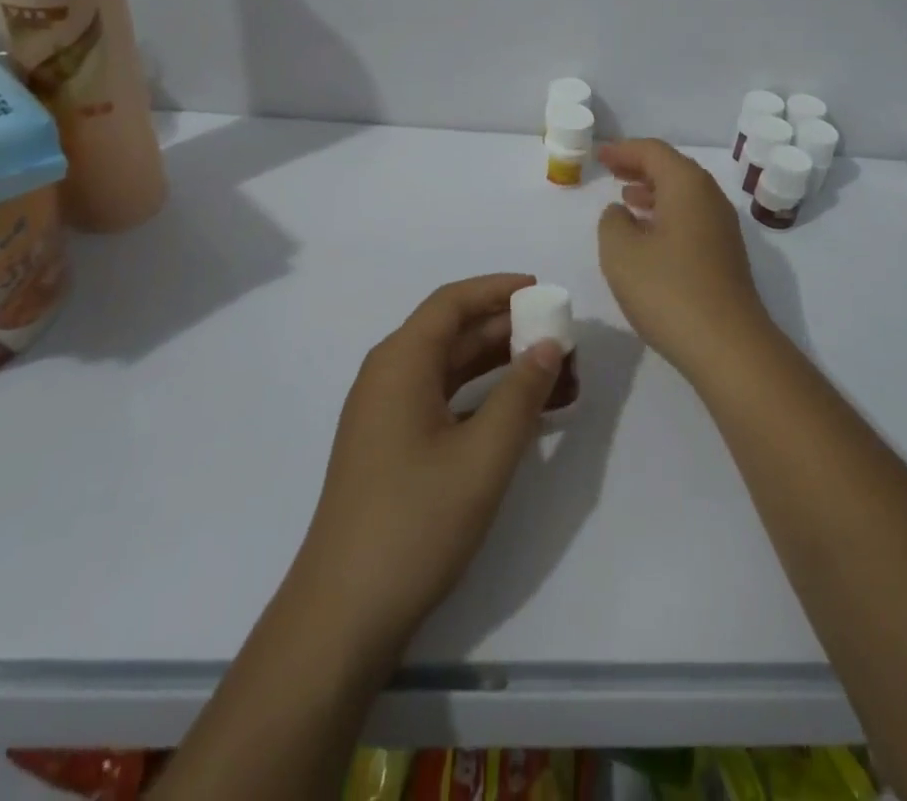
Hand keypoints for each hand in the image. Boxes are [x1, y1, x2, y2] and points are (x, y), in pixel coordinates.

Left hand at [292, 273, 563, 656]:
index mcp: (400, 363)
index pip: (452, 303)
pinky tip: (523, 414)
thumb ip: (521, 393)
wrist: (343, 616)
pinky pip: (445, 401)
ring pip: (453, 369)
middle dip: (510, 330)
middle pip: (454, 333)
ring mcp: (388, 414)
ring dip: (502, 367)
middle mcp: (389, 377)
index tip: (542, 290)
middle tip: (562, 339)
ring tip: (556, 375)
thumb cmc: (415, 522)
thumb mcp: (483, 455)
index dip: (497, 289)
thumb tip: (550, 345)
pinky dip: (484, 398)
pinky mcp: (393, 447)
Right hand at [597, 139, 770, 372]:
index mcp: (687, 186)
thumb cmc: (668, 290)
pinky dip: (666, 215)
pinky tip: (648, 235)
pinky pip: (690, 218)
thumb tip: (621, 212)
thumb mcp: (621, 253)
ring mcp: (722, 228)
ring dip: (653, 192)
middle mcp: (710, 198)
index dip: (623, 150)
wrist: (727, 346)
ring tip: (625, 199)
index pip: (653, 152)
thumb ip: (612, 222)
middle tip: (611, 171)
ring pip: (683, 195)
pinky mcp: (725, 255)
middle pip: (673, 169)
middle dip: (640, 168)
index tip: (598, 155)